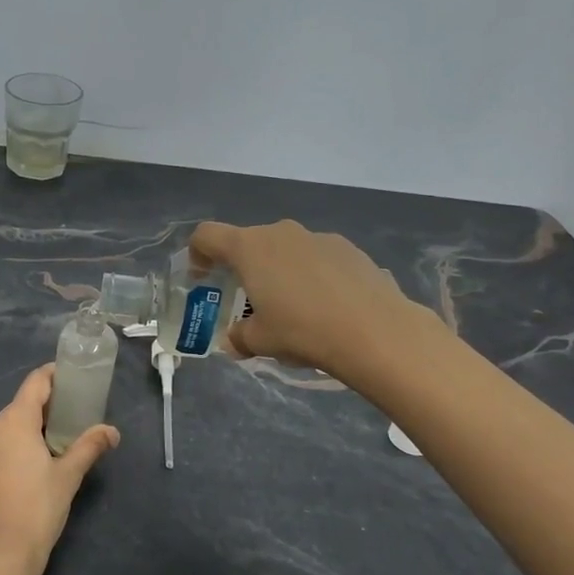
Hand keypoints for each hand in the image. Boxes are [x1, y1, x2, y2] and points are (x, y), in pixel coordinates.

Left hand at [0, 365, 118, 574]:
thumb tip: (112, 431)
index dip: (53, 376)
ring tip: (42, 456)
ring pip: (0, 433)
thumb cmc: (38, 511)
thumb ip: (89, 447)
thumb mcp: (68, 477)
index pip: (35, 383)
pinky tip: (16, 479)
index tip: (68, 378)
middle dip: (41, 413)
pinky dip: (3, 456)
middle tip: (65, 426)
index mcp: (14, 422)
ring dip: (20, 436)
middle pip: (18, 409)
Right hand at [191, 219, 446, 376]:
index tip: (202, 277)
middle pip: (249, 242)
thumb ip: (239, 336)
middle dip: (244, 268)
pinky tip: (327, 307)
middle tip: (250, 301)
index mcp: (249, 248)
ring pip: (286, 249)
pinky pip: (318, 258)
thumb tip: (234, 340)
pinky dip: (312, 275)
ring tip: (294, 307)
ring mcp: (318, 237)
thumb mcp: (260, 341)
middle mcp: (281, 233)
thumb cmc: (303, 331)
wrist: (376, 332)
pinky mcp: (350, 249)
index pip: (207, 235)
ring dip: (280, 271)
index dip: (197, 253)